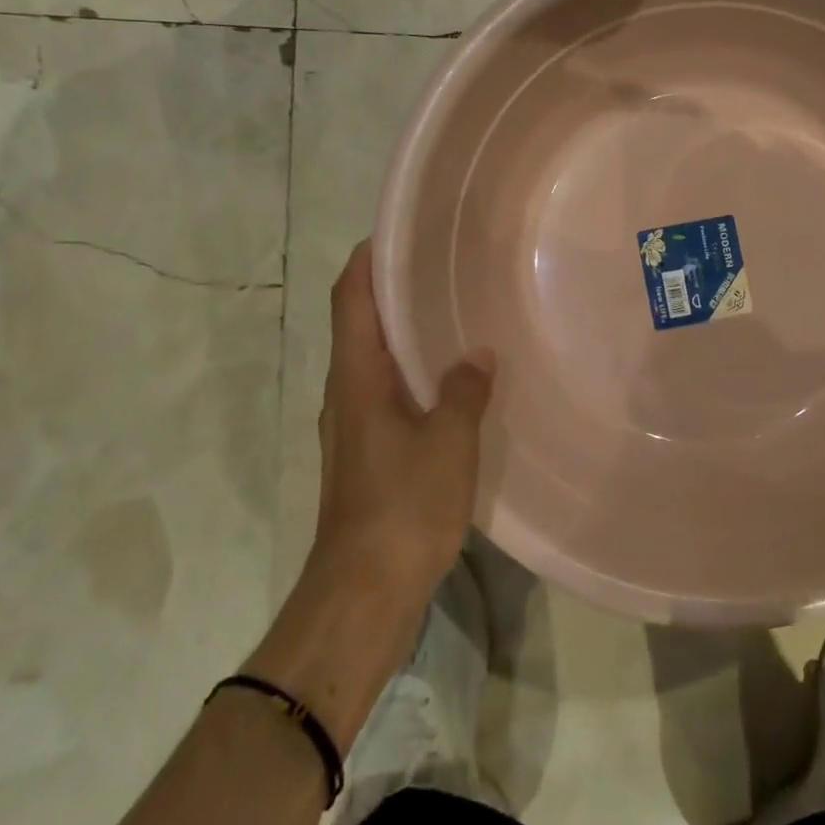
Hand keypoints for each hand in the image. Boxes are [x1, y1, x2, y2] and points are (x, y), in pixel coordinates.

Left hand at [307, 242, 494, 611]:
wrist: (362, 593)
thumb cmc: (402, 507)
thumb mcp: (447, 442)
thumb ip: (464, 391)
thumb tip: (478, 355)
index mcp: (356, 379)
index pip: (351, 300)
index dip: (366, 261)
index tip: (396, 231)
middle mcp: (346, 394)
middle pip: (361, 325)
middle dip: (392, 291)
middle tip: (441, 266)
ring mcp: (354, 427)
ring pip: (376, 362)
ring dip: (405, 334)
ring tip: (454, 314)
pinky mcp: (368, 455)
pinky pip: (390, 394)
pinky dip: (414, 373)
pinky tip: (453, 381)